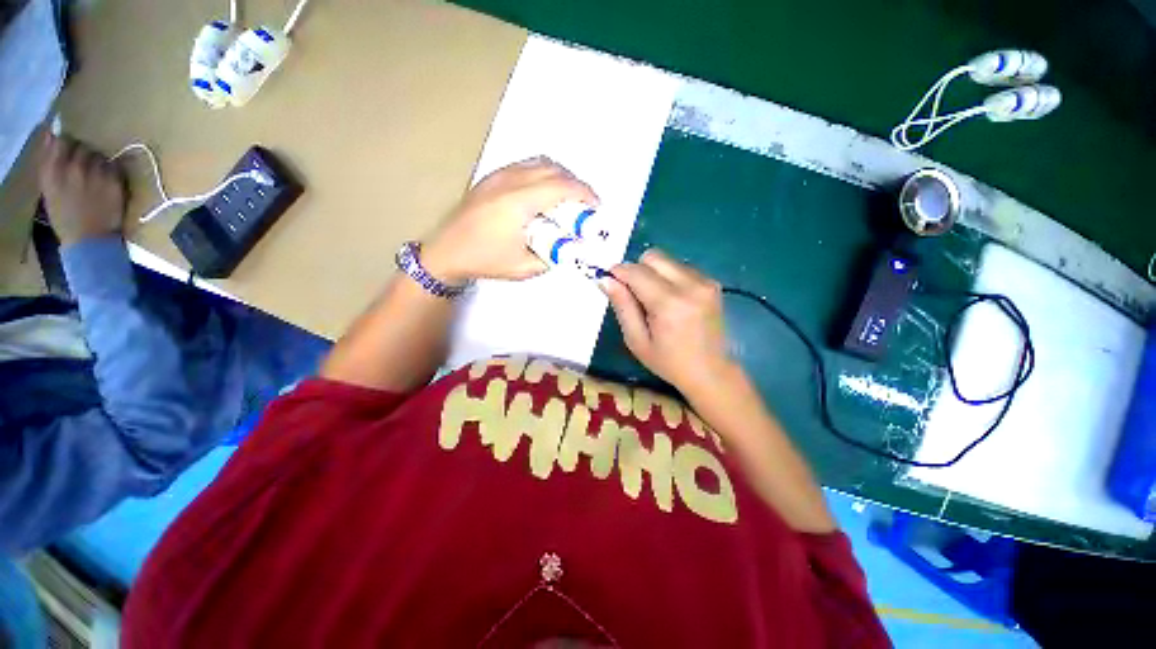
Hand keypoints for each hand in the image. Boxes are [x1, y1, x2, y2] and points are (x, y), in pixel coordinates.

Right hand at [38, 134, 126, 245]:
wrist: (89, 240)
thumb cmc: (65, 217)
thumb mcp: (48, 190)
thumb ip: (49, 162)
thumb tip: (50, 135)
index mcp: (53, 170)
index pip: (62, 141)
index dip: (67, 145)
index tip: (69, 152)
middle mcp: (73, 167)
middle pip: (83, 146)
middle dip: (83, 155)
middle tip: (84, 169)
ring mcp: (95, 173)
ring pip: (99, 155)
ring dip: (98, 163)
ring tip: (96, 178)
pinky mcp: (114, 180)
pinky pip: (114, 166)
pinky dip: (111, 171)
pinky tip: (107, 183)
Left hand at [422, 157, 598, 282]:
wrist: (446, 251)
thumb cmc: (485, 260)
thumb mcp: (525, 268)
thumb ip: (552, 256)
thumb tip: (569, 247)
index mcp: (519, 203)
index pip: (561, 186)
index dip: (584, 193)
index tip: (596, 206)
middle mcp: (510, 181)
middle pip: (554, 169)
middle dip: (576, 184)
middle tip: (584, 205)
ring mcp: (499, 175)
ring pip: (540, 162)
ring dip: (560, 176)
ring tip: (567, 198)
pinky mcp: (492, 177)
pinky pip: (526, 165)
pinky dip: (544, 173)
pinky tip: (544, 193)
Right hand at [605, 250, 737, 393]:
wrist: (710, 372)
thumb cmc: (668, 362)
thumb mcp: (637, 340)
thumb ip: (622, 306)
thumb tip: (605, 279)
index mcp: (669, 303)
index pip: (636, 272)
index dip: (618, 272)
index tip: (609, 280)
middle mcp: (690, 285)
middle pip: (653, 257)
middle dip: (637, 270)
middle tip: (633, 294)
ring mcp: (705, 282)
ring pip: (666, 260)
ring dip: (653, 273)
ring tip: (654, 300)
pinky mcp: (712, 283)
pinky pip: (680, 267)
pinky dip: (668, 277)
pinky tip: (671, 300)